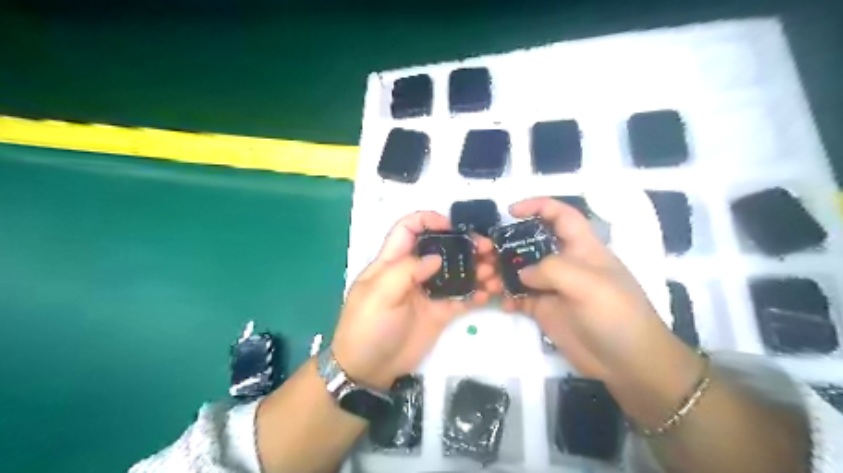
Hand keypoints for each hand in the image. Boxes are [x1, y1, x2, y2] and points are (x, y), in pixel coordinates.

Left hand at [331, 212, 498, 389]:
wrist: (368, 370)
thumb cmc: (367, 327)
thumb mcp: (378, 295)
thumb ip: (406, 271)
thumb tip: (436, 257)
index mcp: (392, 262)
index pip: (408, 229)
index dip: (428, 220)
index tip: (452, 227)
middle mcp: (413, 272)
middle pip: (440, 248)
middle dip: (463, 244)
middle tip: (486, 249)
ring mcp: (428, 292)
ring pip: (455, 272)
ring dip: (476, 268)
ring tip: (493, 273)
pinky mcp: (440, 312)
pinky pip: (461, 298)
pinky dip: (476, 293)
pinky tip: (488, 294)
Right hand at [503, 196, 702, 421]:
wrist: (627, 364)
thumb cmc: (616, 315)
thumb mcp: (589, 284)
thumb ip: (552, 270)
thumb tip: (523, 274)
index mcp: (582, 248)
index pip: (561, 216)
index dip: (538, 206)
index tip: (510, 211)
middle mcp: (565, 263)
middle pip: (531, 243)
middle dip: (507, 245)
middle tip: (485, 254)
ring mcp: (553, 288)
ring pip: (520, 271)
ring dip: (501, 273)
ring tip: (486, 282)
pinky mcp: (545, 310)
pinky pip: (519, 297)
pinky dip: (507, 297)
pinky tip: (501, 304)